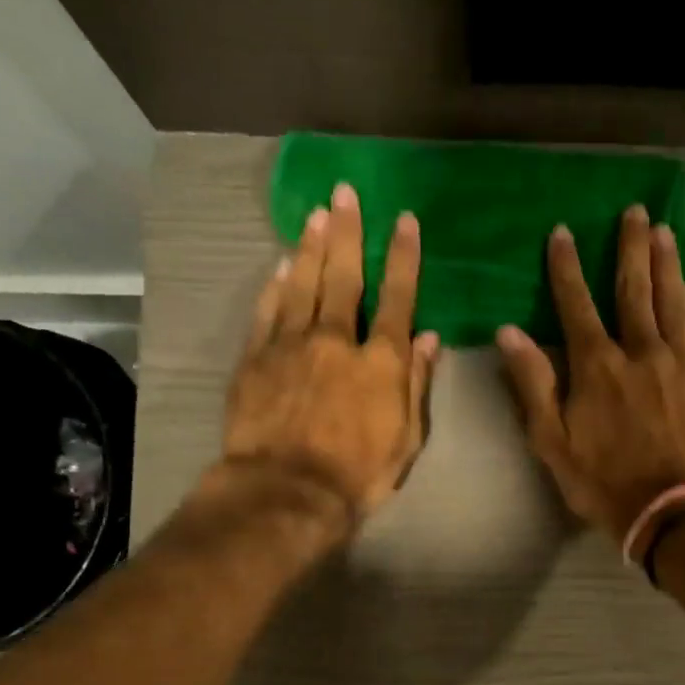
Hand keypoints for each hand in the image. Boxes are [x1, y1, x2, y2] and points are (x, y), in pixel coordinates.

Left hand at [221, 183, 440, 524]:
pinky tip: (280, 263)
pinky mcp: (256, 358)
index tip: (405, 220)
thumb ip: (416, 383)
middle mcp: (337, 340)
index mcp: (380, 361)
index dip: (403, 257)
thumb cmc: (359, 474)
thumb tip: (428, 338)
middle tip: (346, 192)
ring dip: (310, 245)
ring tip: (316, 212)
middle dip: (348, 231)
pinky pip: (267, 311)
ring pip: (302, 283)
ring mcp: (291, 345)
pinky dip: (275, 285)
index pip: (397, 297)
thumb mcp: (407, 438)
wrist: (288, 492)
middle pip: (344, 275)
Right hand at [497, 206, 684, 541]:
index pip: (577, 304)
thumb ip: (533, 384)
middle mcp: (642, 351)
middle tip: (635, 211)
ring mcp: (683, 363)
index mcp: (598, 366)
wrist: (678, 510)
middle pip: (635, 289)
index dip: (567, 267)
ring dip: (668, 264)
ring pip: (674, 301)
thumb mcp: (553, 442)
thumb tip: (509, 332)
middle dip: (630, 247)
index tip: (563, 232)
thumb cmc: (607, 482)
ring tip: (665, 232)